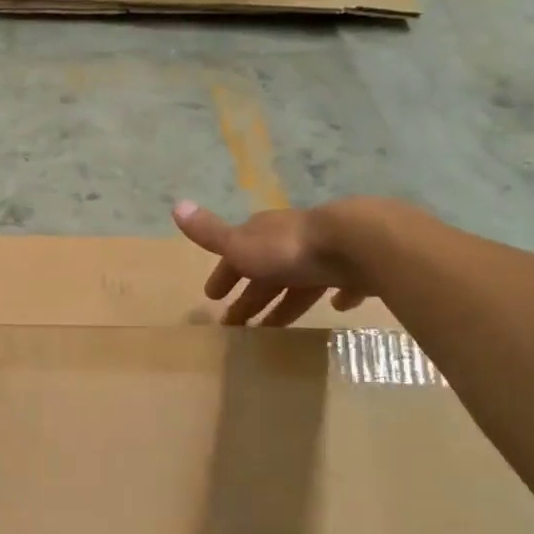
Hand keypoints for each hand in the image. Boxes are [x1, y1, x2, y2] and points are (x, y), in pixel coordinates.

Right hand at [172, 199, 376, 325]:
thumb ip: (210, 232)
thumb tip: (176, 205)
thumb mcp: (241, 244)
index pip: (237, 255)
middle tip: (237, 325)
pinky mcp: (356, 270)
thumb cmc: (290, 249)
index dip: (224, 275)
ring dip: (286, 302)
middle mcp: (292, 242)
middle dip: (251, 296)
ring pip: (300, 282)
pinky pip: (342, 284)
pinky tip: (336, 307)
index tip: (213, 297)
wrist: (356, 244)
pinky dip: (336, 295)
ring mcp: (326, 255)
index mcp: (264, 235)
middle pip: (267, 273)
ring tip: (274, 328)